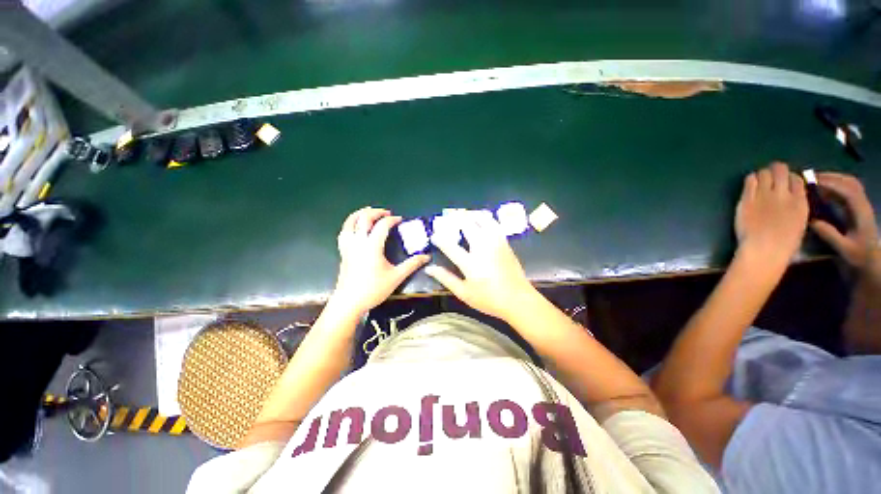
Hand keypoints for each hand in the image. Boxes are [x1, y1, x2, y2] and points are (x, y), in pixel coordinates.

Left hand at [331, 207, 428, 315]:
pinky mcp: (343, 252)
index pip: (382, 225)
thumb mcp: (396, 277)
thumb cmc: (373, 289)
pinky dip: (350, 225)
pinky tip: (354, 228)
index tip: (400, 220)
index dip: (392, 219)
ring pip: (349, 223)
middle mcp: (358, 242)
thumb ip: (412, 264)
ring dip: (359, 214)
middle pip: (364, 218)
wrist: (349, 302)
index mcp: (372, 246)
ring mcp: (348, 246)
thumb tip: (426, 256)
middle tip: (386, 213)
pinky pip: (344, 232)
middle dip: (375, 212)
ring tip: (367, 212)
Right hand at [424, 212, 537, 321]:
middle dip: (457, 218)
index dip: (440, 239)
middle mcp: (483, 248)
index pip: (450, 246)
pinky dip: (486, 219)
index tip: (434, 236)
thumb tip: (429, 269)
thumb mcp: (464, 293)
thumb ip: (446, 279)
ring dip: (472, 215)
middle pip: (468, 226)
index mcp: (470, 263)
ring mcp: (496, 243)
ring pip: (483, 221)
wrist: (518, 299)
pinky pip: (495, 225)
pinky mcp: (505, 243)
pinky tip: (482, 219)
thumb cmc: (489, 299)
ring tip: (465, 213)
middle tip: (449, 215)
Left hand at [735, 162, 808, 266]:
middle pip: (780, 170)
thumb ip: (796, 206)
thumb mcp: (800, 222)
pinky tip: (751, 185)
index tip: (785, 183)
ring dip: (762, 175)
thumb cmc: (784, 243)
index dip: (790, 178)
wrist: (764, 249)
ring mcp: (764, 195)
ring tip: (760, 182)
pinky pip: (749, 180)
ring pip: (764, 172)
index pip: (797, 179)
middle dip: (776, 170)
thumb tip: (792, 197)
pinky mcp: (747, 199)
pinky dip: (751, 179)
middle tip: (771, 177)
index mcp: (800, 202)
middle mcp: (783, 194)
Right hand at [810, 172, 879, 269]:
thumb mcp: (844, 250)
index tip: (811, 182)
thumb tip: (812, 221)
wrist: (871, 265)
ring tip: (814, 182)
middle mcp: (863, 206)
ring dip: (833, 180)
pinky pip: (847, 191)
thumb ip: (830, 235)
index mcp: (861, 213)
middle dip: (831, 177)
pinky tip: (823, 191)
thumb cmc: (858, 259)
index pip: (847, 191)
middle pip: (850, 183)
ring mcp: (861, 207)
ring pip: (849, 185)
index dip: (830, 184)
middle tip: (810, 178)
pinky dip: (835, 187)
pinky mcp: (857, 210)